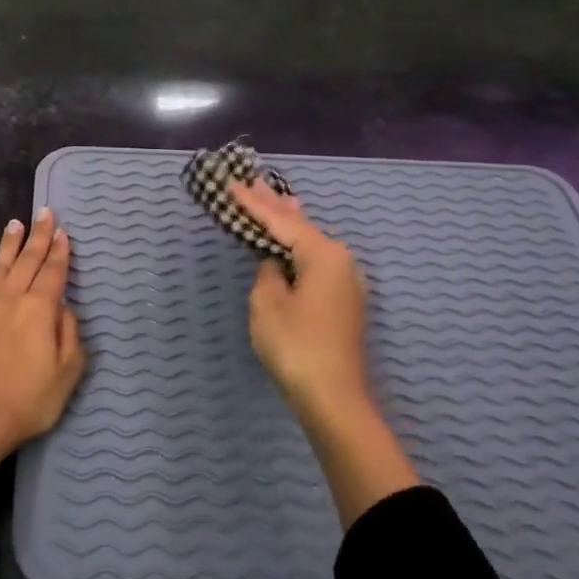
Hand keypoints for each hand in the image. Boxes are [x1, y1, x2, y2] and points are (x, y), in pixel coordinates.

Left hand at [0, 208, 85, 473]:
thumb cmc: (28, 402)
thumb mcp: (68, 373)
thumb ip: (70, 335)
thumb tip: (64, 308)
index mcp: (39, 310)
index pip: (53, 273)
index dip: (59, 251)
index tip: (62, 231)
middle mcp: (10, 300)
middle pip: (27, 262)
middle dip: (38, 237)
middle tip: (43, 213)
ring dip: (8, 245)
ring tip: (14, 224)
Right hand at [230, 180, 371, 421]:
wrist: (333, 398)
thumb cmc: (296, 346)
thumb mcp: (267, 304)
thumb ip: (267, 273)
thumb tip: (275, 264)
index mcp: (323, 254)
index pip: (281, 221)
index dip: (253, 203)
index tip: (232, 184)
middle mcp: (341, 260)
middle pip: (301, 225)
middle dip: (274, 205)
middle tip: (253, 181)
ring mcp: (346, 281)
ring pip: (311, 243)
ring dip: (289, 224)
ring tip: (274, 200)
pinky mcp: (343, 301)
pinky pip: (316, 261)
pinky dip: (298, 247)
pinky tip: (292, 243)